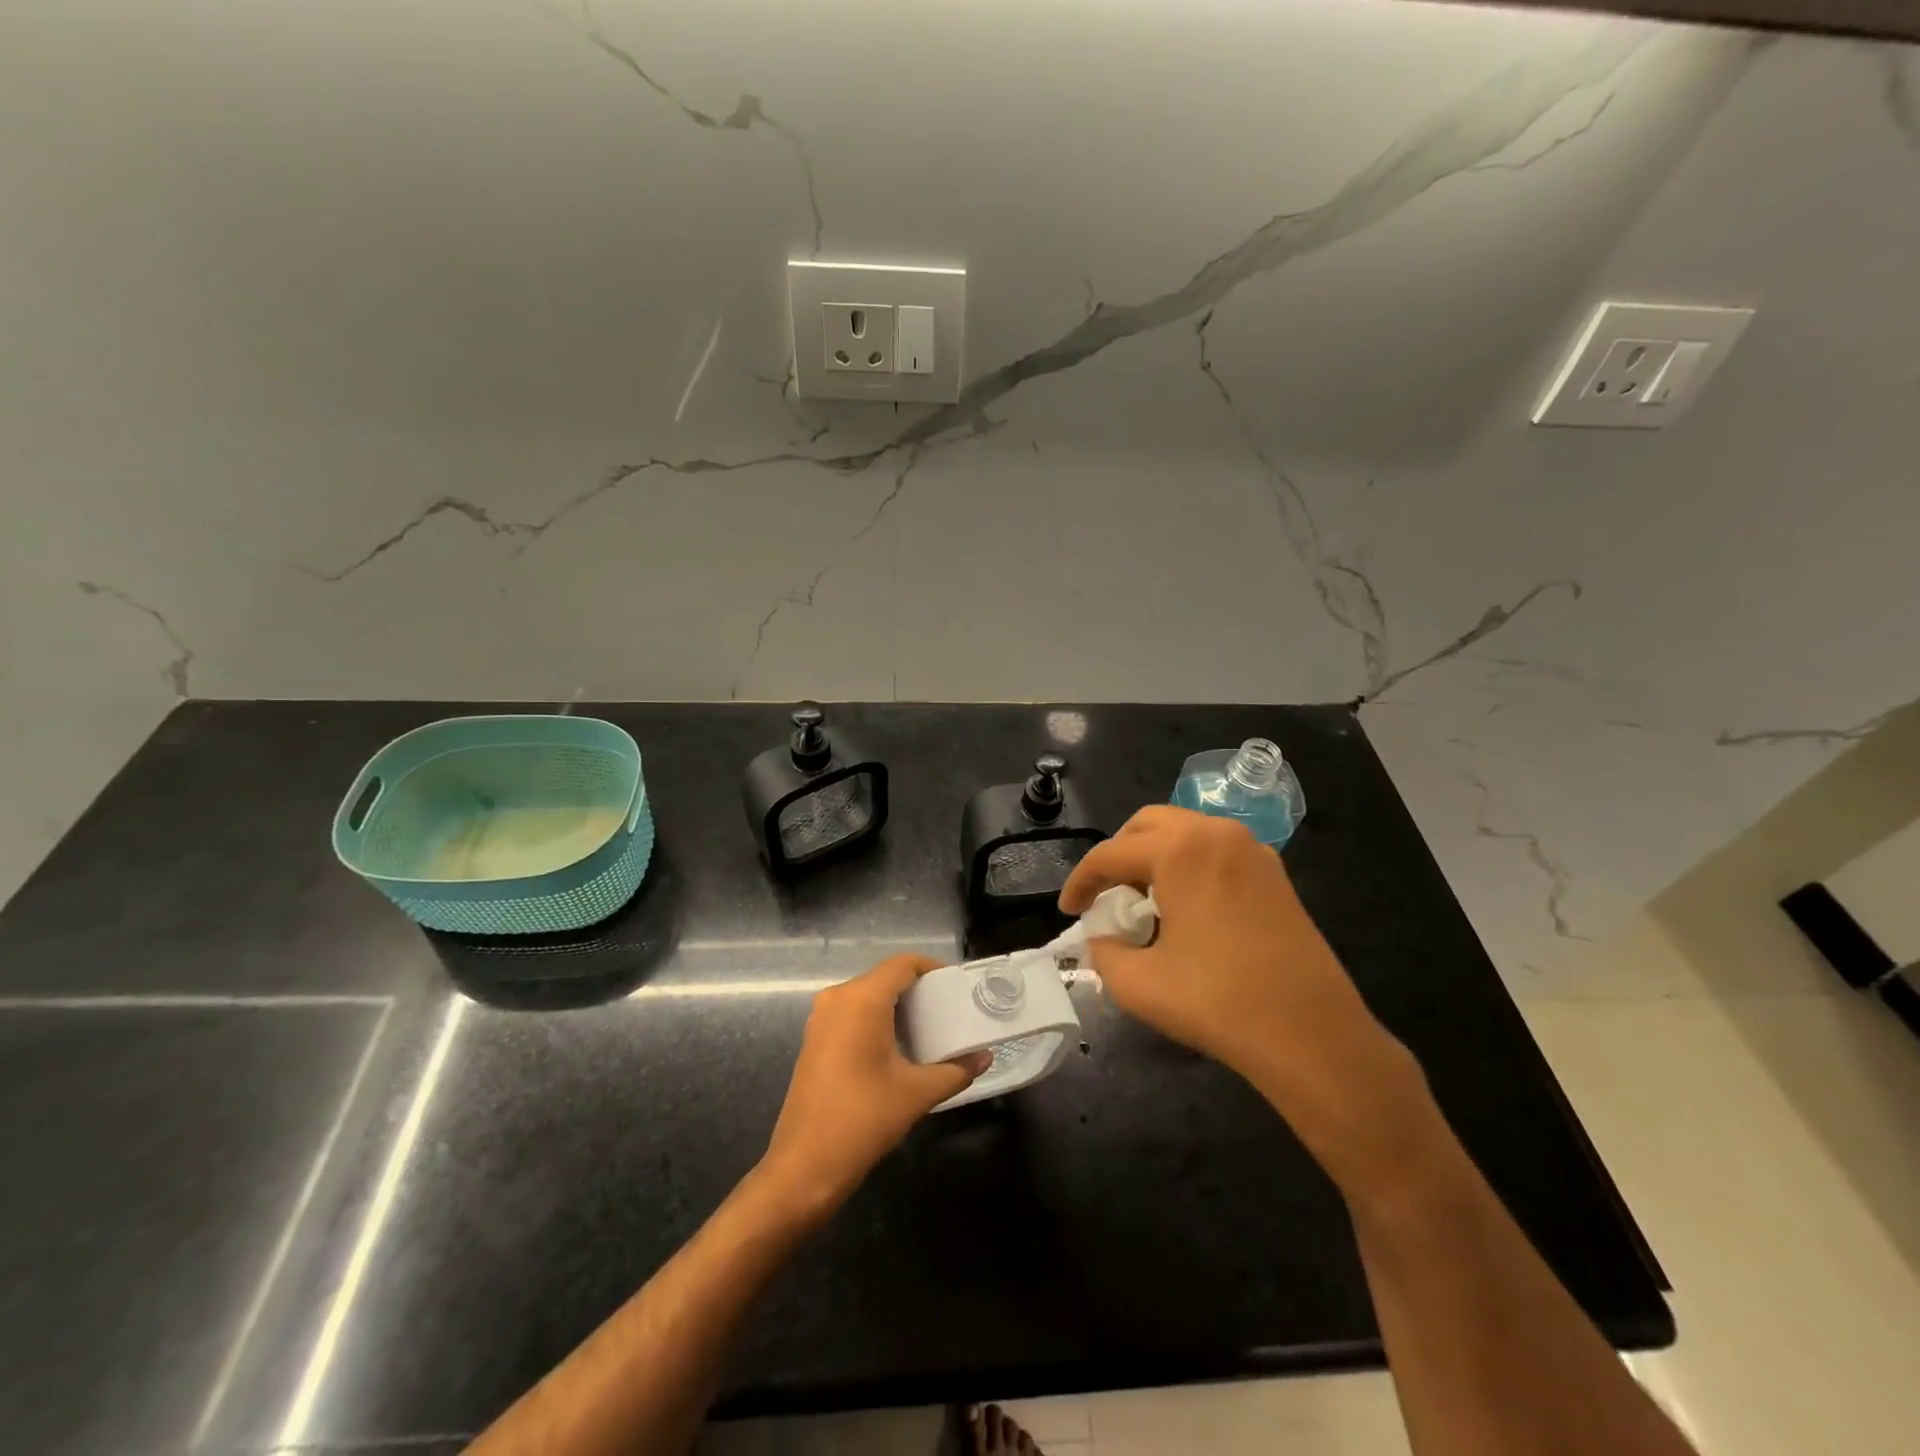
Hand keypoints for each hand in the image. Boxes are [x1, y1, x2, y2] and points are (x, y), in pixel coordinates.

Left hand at [761, 955, 988, 1216]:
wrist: (804, 1166)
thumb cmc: (863, 1119)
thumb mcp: (917, 1093)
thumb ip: (955, 1071)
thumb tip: (985, 1057)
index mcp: (862, 999)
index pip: (903, 964)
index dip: (932, 968)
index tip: (957, 987)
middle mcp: (838, 998)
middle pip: (885, 977)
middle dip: (918, 989)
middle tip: (949, 1010)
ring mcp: (821, 1018)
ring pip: (867, 995)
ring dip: (898, 1005)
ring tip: (930, 1028)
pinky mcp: (815, 1039)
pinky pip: (852, 1012)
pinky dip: (878, 1018)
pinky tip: (899, 1046)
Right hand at [1060, 806, 1428, 1186]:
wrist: (1313, 1036)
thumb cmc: (1219, 1003)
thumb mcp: (1138, 984)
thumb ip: (1104, 951)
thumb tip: (1102, 937)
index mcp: (1180, 850)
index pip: (1111, 854)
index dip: (1080, 882)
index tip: (1067, 911)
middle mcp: (1217, 834)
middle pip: (1148, 825)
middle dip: (1118, 856)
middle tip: (1105, 896)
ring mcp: (1253, 850)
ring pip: (1185, 832)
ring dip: (1154, 857)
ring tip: (1143, 902)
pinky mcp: (1276, 874)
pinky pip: (1217, 851)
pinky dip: (1189, 865)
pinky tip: (1187, 908)